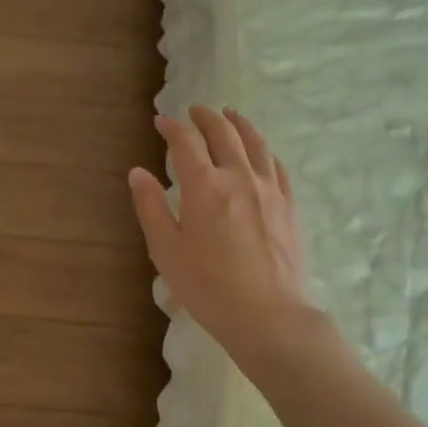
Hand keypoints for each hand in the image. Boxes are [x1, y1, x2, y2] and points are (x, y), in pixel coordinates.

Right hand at [128, 107, 316, 361]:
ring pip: (255, 143)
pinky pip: (277, 166)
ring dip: (239, 124)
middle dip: (206, 117)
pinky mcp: (289, 205)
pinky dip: (264, 150)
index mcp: (204, 185)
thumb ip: (150, 207)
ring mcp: (270, 189)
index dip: (172, 128)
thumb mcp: (166, 250)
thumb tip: (138, 172)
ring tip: (230, 115)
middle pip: (224, 133)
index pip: (186, 143)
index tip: (161, 123)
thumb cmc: (207, 286)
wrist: (268, 315)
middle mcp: (239, 176)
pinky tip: (260, 153)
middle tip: (194, 111)